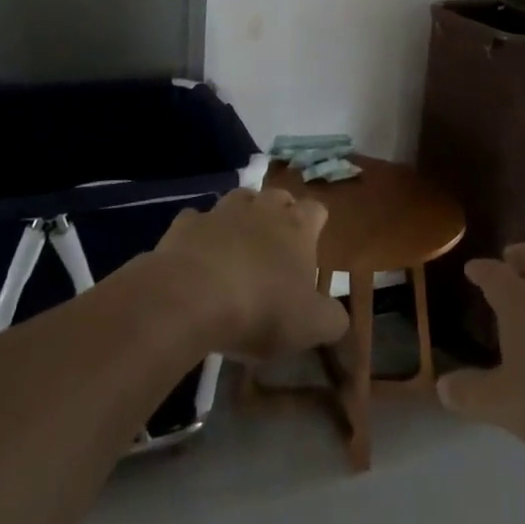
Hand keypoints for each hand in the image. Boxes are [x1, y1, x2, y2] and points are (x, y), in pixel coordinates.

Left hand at [154, 186, 348, 360]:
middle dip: (280, 214)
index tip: (312, 245)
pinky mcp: (186, 224)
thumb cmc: (260, 309)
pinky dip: (201, 233)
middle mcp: (261, 209)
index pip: (316, 210)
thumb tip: (339, 318)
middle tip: (277, 246)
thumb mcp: (310, 326)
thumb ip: (332, 320)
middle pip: (278, 197)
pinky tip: (198, 254)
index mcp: (297, 227)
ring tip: (239, 244)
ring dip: (242, 216)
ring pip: (238, 199)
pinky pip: (197, 221)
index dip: (315, 225)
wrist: (189, 299)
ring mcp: (221, 212)